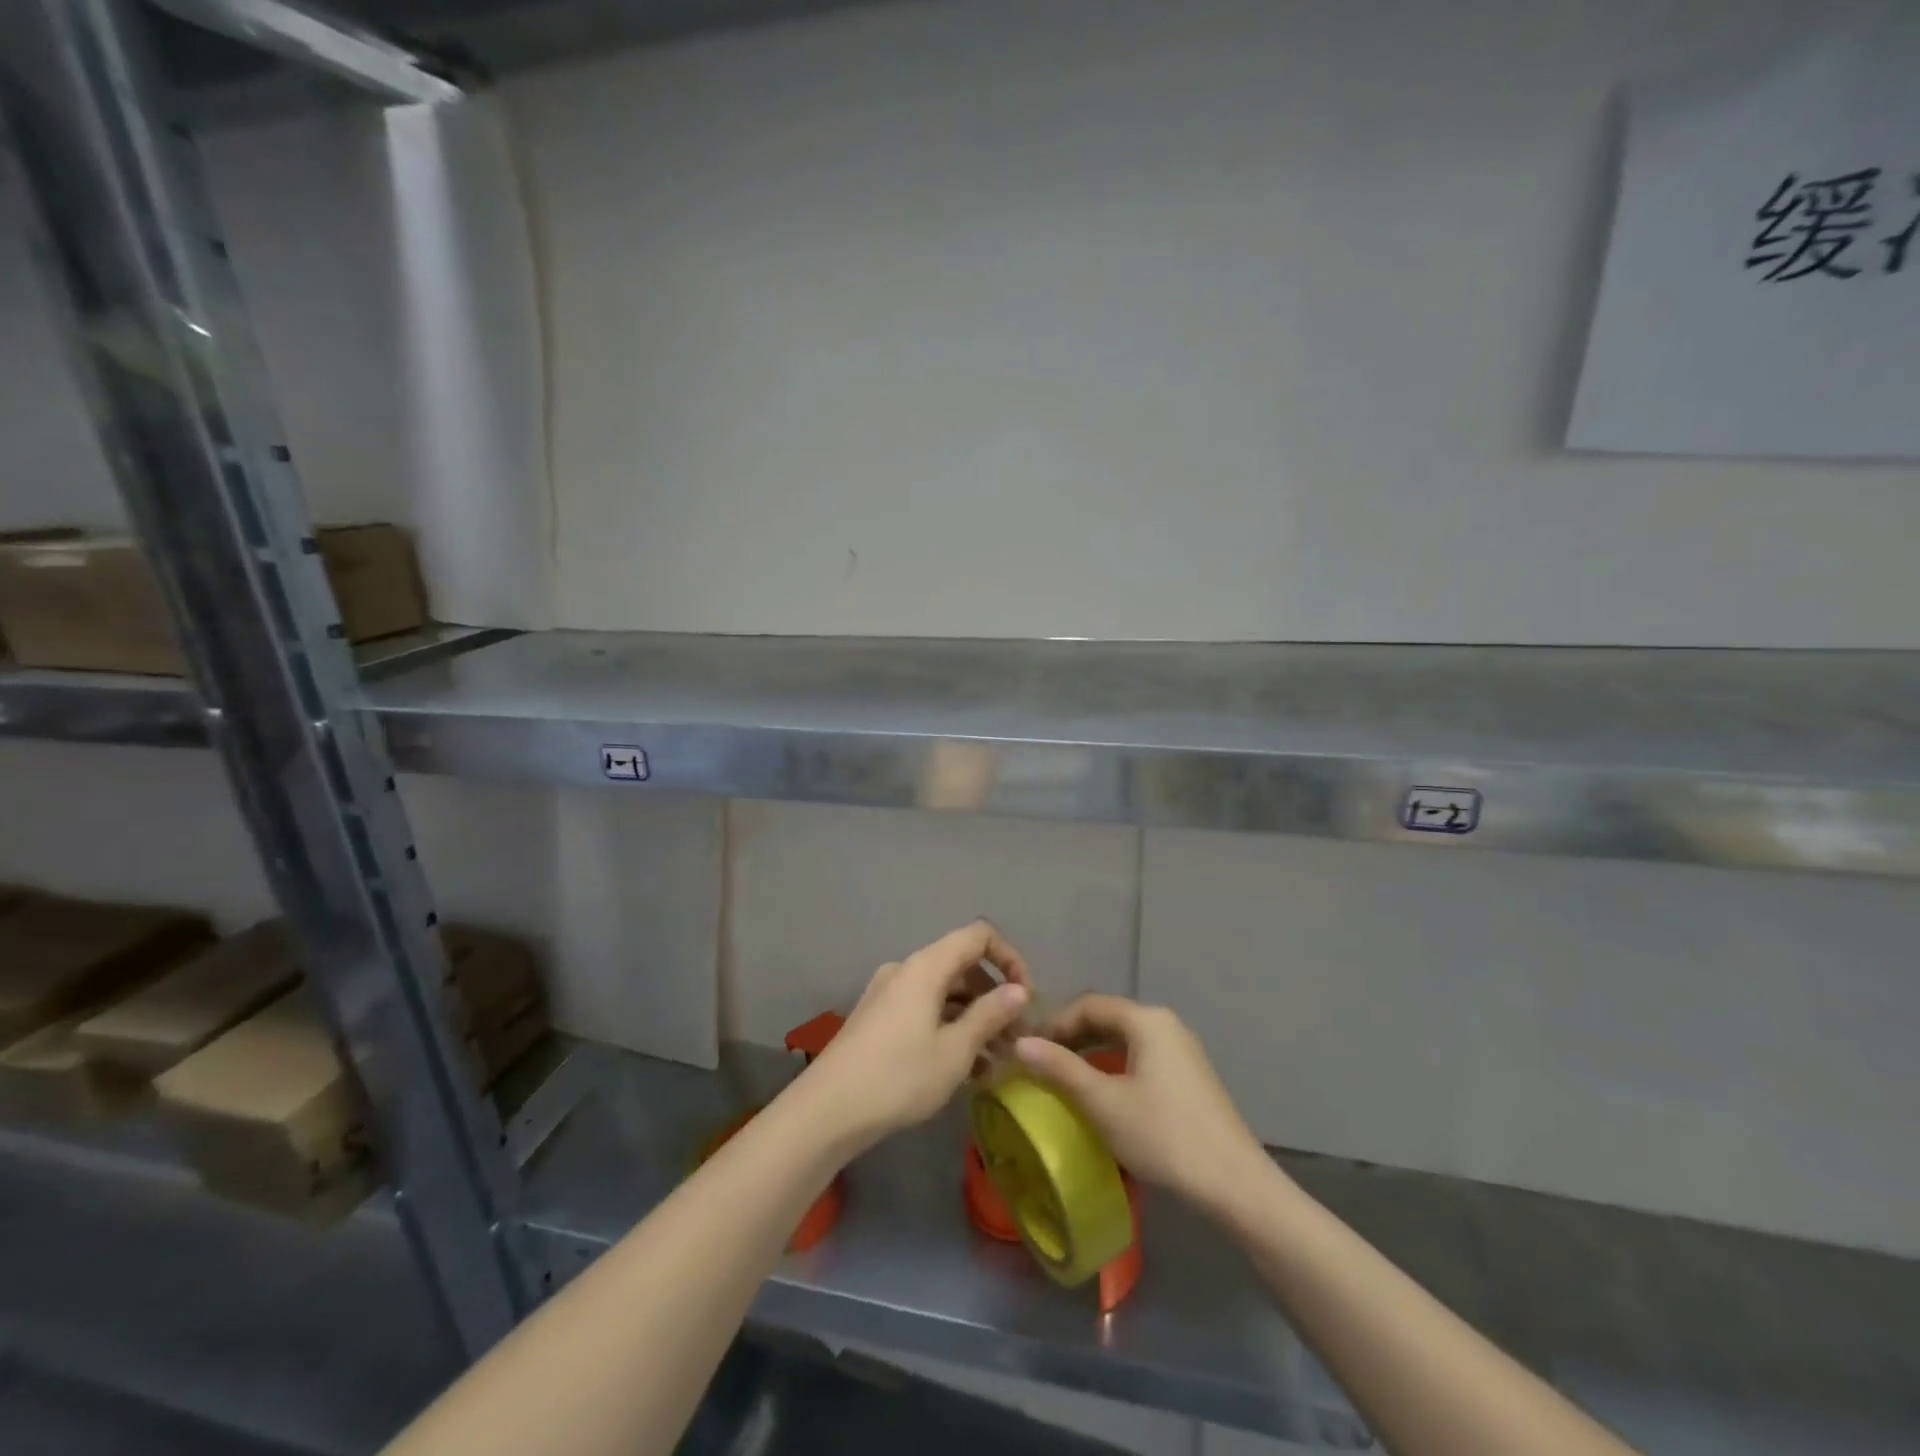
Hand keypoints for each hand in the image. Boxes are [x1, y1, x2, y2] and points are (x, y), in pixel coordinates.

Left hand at [791, 921, 1031, 1153]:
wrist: (826, 1111)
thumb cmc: (898, 1077)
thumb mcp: (954, 1051)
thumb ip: (990, 1015)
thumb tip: (1018, 990)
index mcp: (926, 966)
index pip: (979, 936)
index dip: (1010, 958)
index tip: (1026, 998)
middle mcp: (906, 969)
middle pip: (962, 965)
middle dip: (994, 996)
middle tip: (1016, 1038)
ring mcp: (888, 993)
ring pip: (943, 992)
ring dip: (973, 1017)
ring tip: (996, 1060)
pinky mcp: (877, 1018)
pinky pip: (924, 1010)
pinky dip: (949, 1027)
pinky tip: (965, 1068)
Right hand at [1013, 995, 1268, 1216]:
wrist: (1235, 1184)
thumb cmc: (1163, 1136)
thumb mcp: (1103, 1103)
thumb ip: (1060, 1069)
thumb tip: (1019, 1043)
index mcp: (1146, 1020)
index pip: (1088, 1005)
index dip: (1055, 1023)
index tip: (1029, 1050)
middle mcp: (1166, 1023)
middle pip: (1108, 1017)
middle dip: (1072, 1037)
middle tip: (1042, 1063)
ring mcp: (1182, 1049)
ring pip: (1125, 1038)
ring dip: (1092, 1052)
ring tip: (1066, 1079)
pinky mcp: (1190, 1075)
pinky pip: (1142, 1056)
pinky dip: (1115, 1065)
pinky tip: (1104, 1094)